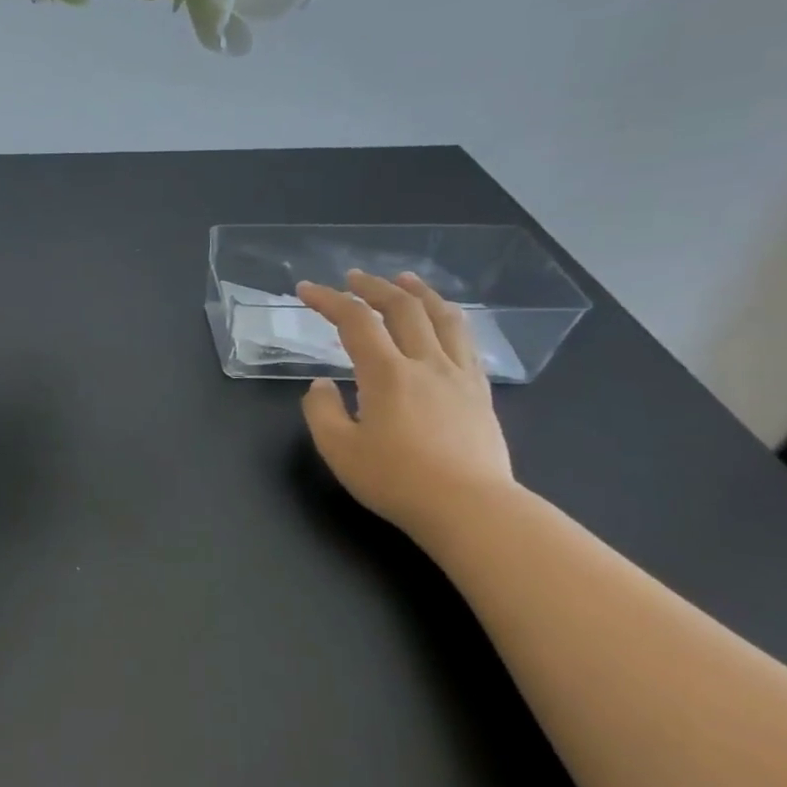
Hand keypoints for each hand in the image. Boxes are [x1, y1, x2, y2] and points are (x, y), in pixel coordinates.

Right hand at [296, 271, 515, 540]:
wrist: (470, 509)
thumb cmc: (396, 480)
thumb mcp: (338, 449)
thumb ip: (322, 411)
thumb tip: (322, 385)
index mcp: (387, 374)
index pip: (355, 322)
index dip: (328, 300)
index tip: (306, 290)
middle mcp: (426, 364)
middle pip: (403, 309)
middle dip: (374, 287)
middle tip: (353, 278)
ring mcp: (459, 377)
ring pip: (443, 318)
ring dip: (420, 293)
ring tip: (405, 280)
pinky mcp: (480, 394)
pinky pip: (466, 343)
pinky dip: (449, 320)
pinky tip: (443, 323)